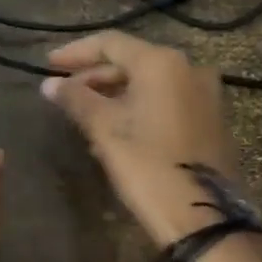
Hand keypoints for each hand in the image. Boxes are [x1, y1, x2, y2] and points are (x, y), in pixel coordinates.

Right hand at [40, 32, 242, 248]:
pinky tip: (116, 128)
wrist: (203, 217)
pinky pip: (167, 101)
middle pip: (132, 62)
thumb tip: (49, 85)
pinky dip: (139, 107)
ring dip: (115, 94)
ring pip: (150, 84)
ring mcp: (206, 94)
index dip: (76, 53)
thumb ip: (76, 100)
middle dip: (95, 76)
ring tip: (84, 114)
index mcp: (162, 63)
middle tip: (64, 93)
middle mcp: (189, 68)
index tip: (49, 66)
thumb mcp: (106, 131)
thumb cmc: (148, 167)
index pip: (111, 43)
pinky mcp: (212, 119)